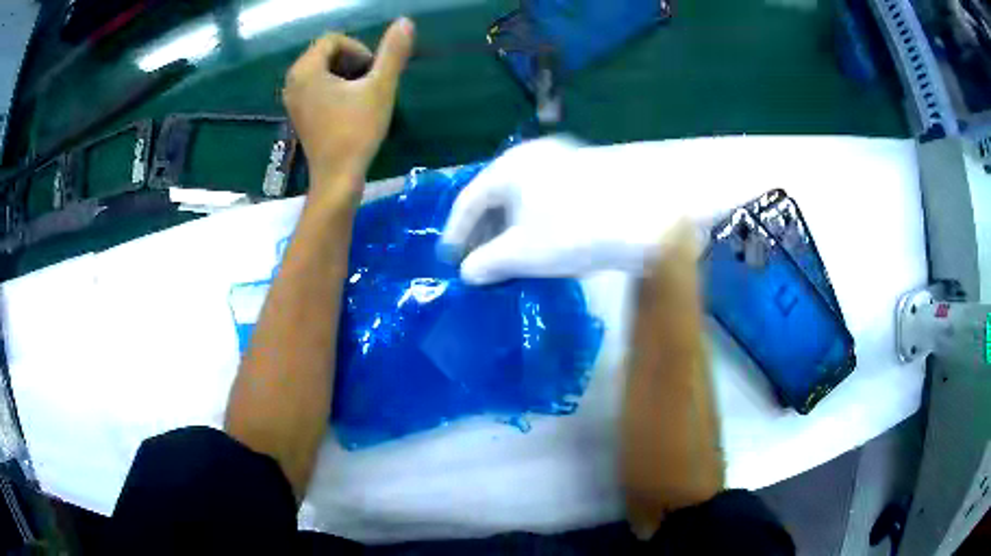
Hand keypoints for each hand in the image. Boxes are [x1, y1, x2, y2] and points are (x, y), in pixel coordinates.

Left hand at [283, 18, 414, 199]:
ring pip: (322, 69)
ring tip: (360, 95)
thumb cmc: (357, 131)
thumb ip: (393, 52)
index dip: (358, 50)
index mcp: (305, 70)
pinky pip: (316, 86)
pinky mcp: (298, 113)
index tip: (371, 73)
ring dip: (345, 74)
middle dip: (351, 61)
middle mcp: (292, 81)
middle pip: (326, 52)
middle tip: (368, 83)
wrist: (337, 177)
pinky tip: (347, 107)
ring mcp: (292, 98)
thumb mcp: (380, 87)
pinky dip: (334, 87)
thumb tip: (406, 21)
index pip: (333, 40)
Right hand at [440, 136, 695, 284]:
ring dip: (509, 229)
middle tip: (477, 262)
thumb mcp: (524, 252)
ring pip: (523, 198)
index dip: (455, 232)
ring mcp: (564, 163)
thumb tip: (468, 273)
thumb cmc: (575, 231)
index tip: (449, 260)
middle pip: (496, 196)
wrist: (647, 220)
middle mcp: (534, 156)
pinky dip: (535, 223)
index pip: (470, 200)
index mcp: (510, 166)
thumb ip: (488, 262)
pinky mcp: (587, 176)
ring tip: (505, 259)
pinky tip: (538, 246)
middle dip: (483, 232)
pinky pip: (546, 200)